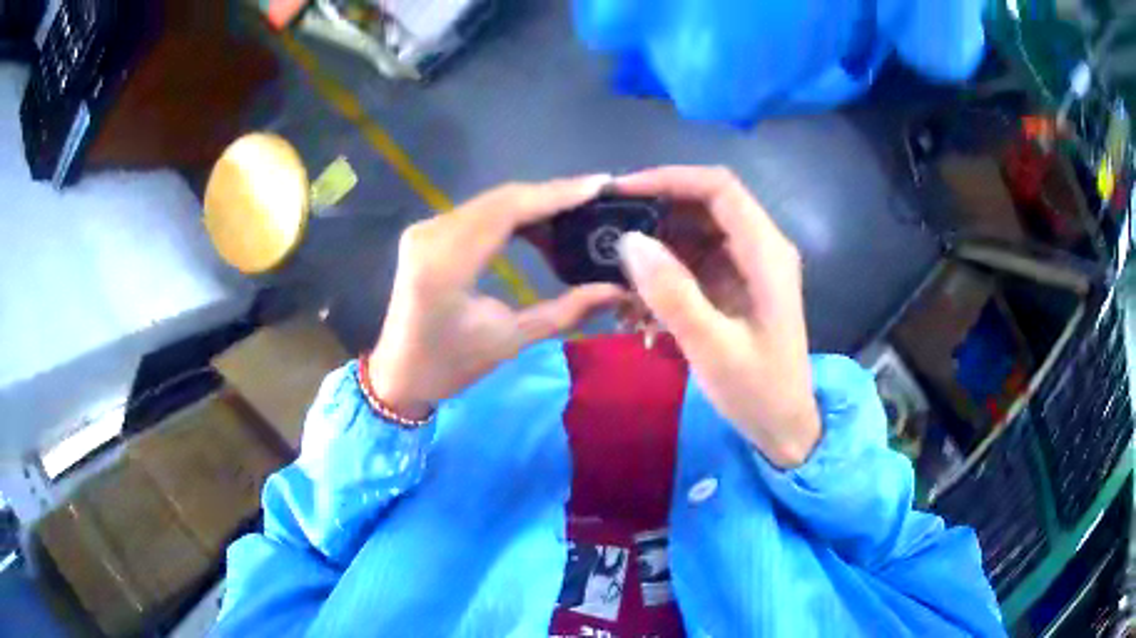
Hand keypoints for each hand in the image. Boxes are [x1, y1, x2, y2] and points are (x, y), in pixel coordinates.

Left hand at [369, 176, 625, 418]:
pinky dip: (513, 214)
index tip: (600, 185)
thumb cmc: (451, 366)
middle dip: (552, 196)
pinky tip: (541, 226)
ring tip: (578, 213)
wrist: (399, 374)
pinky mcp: (427, 232)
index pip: (508, 210)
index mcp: (446, 264)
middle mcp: (431, 235)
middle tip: (597, 199)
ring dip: (534, 204)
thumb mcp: (511, 339)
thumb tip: (618, 289)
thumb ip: (567, 311)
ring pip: (491, 202)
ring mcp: (425, 229)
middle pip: (501, 200)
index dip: (556, 194)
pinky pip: (478, 212)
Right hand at [615, 167, 819, 467]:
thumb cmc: (758, 391)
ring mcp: (746, 266)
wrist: (783, 428)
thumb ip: (674, 294)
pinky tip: (637, 300)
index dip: (670, 179)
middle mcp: (760, 248)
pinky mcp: (734, 285)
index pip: (719, 188)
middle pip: (705, 204)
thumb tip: (629, 241)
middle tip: (607, 228)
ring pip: (695, 232)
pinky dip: (664, 272)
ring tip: (615, 269)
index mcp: (766, 253)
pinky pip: (693, 262)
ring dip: (656, 245)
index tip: (621, 192)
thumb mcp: (714, 348)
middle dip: (655, 210)